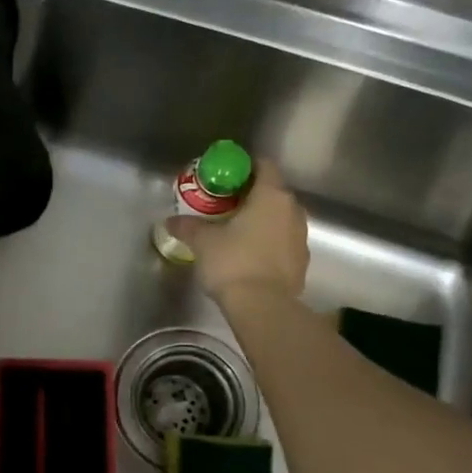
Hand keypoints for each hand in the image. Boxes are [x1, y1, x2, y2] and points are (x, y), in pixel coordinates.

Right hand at [166, 157, 309, 305]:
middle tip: (224, 205)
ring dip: (261, 220)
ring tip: (235, 231)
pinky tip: (248, 254)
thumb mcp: (203, 242)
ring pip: (280, 218)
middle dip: (250, 196)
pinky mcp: (301, 261)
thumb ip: (188, 227)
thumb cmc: (233, 262)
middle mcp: (292, 210)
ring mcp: (301, 237)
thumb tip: (170, 221)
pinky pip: (283, 241)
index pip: (263, 166)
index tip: (225, 176)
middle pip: (272, 192)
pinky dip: (268, 242)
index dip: (244, 167)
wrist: (263, 307)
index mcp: (271, 196)